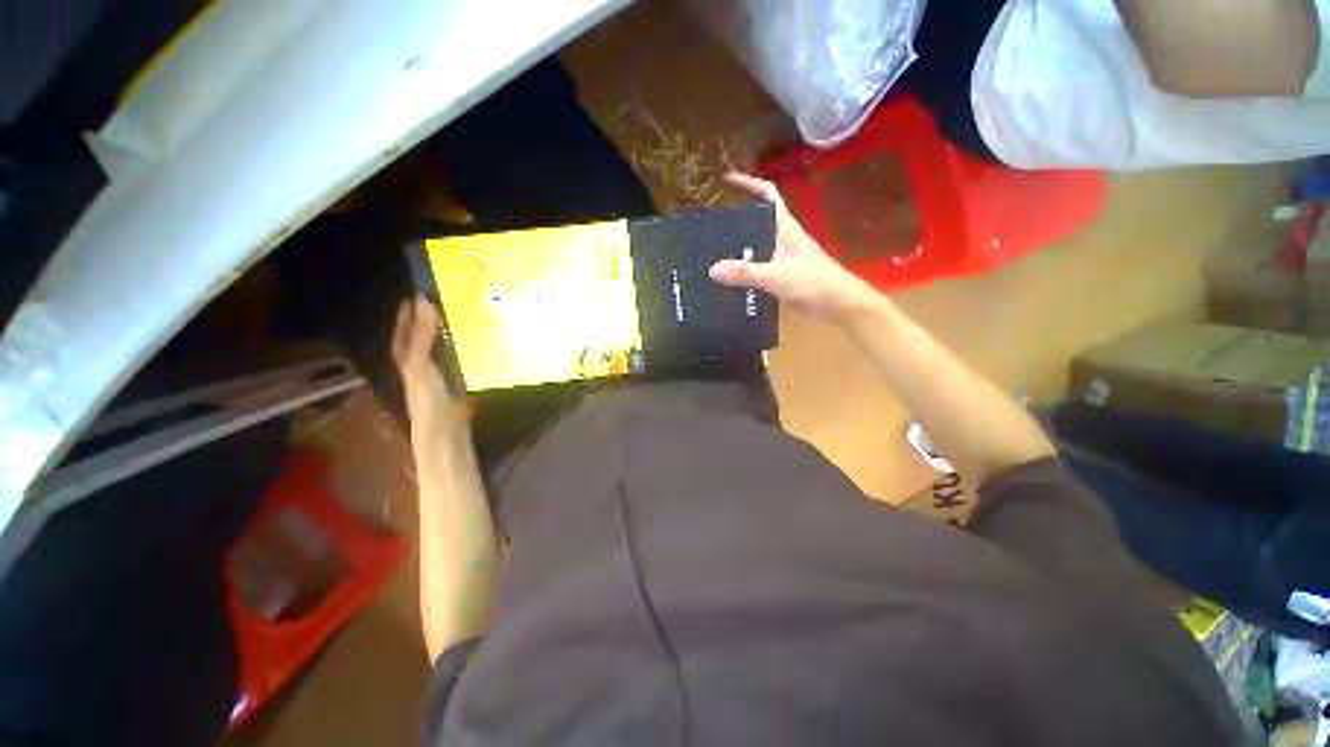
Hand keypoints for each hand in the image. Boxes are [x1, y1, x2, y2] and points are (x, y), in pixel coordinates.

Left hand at [391, 297, 470, 443]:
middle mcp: (425, 363)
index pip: (405, 330)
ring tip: (471, 314)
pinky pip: (466, 359)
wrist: (447, 427)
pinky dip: (473, 349)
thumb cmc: (427, 395)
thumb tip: (424, 300)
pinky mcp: (462, 380)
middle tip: (450, 300)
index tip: (419, 293)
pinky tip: (485, 340)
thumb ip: (422, 334)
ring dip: (457, 333)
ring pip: (449, 347)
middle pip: (427, 337)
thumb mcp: (419, 363)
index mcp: (408, 358)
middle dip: (435, 320)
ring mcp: (444, 372)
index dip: (408, 314)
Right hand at [708, 172, 882, 320]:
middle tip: (713, 224)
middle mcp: (784, 238)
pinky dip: (745, 268)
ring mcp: (783, 257)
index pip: (768, 194)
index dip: (749, 183)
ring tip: (715, 250)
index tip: (727, 180)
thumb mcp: (776, 275)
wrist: (836, 303)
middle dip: (738, 218)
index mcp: (785, 227)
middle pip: (759, 219)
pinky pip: (759, 266)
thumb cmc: (811, 281)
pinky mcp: (783, 275)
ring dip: (740, 245)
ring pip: (758, 244)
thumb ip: (745, 272)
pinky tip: (731, 278)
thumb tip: (712, 269)